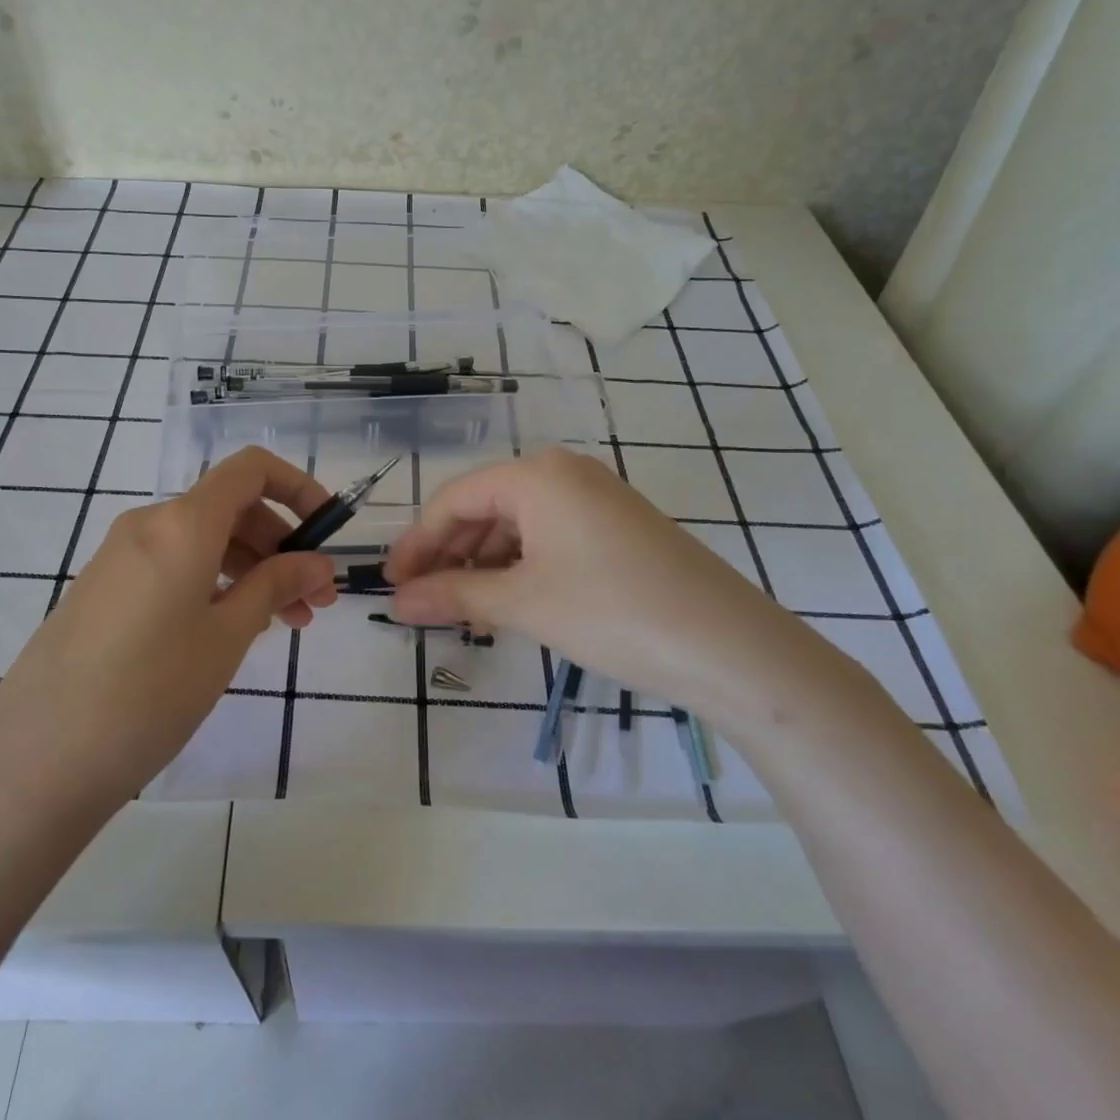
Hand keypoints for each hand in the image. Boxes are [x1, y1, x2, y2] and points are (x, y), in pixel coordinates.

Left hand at [0, 447, 337, 810]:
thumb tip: (318, 563)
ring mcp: (118, 556)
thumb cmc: (150, 691)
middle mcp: (147, 524)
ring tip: (283, 625)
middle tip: (315, 601)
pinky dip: (212, 582)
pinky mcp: (102, 589)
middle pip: (229, 508)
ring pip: (202, 541)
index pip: (250, 469)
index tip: (327, 532)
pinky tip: (228, 631)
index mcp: (182, 523)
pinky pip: (171, 565)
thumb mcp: (227, 637)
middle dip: (281, 545)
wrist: (38, 759)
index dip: (297, 487)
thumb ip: (276, 586)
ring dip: (250, 569)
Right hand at [384, 447, 811, 719]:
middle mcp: (564, 473)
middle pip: (485, 508)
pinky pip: (550, 538)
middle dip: (449, 555)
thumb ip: (454, 595)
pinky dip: (521, 568)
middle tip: (423, 601)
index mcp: (536, 475)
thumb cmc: (611, 611)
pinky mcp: (619, 528)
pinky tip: (509, 604)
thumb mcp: (522, 603)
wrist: (728, 647)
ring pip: (518, 526)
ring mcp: (596, 498)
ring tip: (463, 611)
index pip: (454, 500)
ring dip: (483, 566)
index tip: (391, 583)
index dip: (418, 542)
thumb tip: (397, 601)